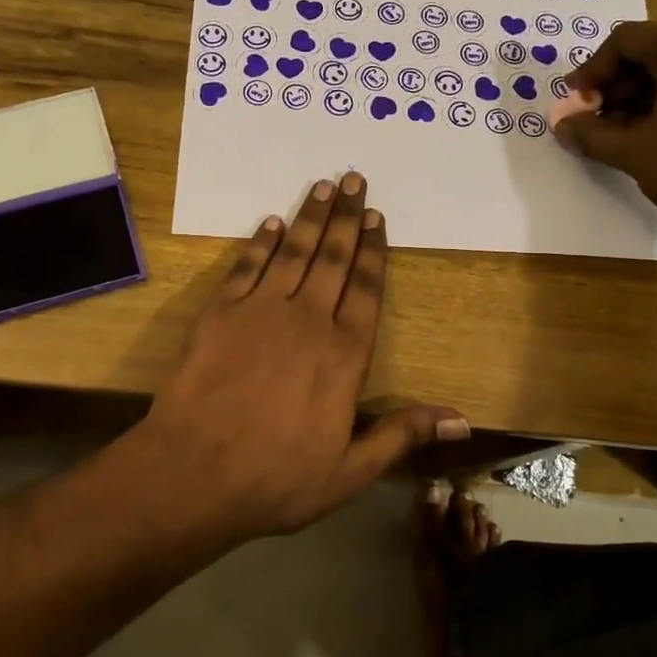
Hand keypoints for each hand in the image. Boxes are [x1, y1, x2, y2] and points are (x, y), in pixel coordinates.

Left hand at [140, 174, 468, 538]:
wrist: (193, 472)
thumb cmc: (276, 478)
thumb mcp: (349, 471)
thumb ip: (402, 435)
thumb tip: (462, 420)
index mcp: (344, 355)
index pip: (365, 289)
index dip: (372, 250)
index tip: (377, 217)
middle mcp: (307, 320)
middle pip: (333, 258)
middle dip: (346, 217)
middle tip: (353, 178)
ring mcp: (260, 311)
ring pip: (293, 252)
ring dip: (309, 217)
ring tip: (322, 186)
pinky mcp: (220, 313)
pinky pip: (246, 267)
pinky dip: (261, 243)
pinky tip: (271, 223)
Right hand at [555, 22, 656, 239]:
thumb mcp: (632, 152)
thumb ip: (589, 132)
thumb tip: (562, 124)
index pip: (627, 41)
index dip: (592, 71)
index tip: (576, 103)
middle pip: (656, 50)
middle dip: (620, 85)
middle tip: (598, 120)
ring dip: (647, 93)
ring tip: (628, 131)